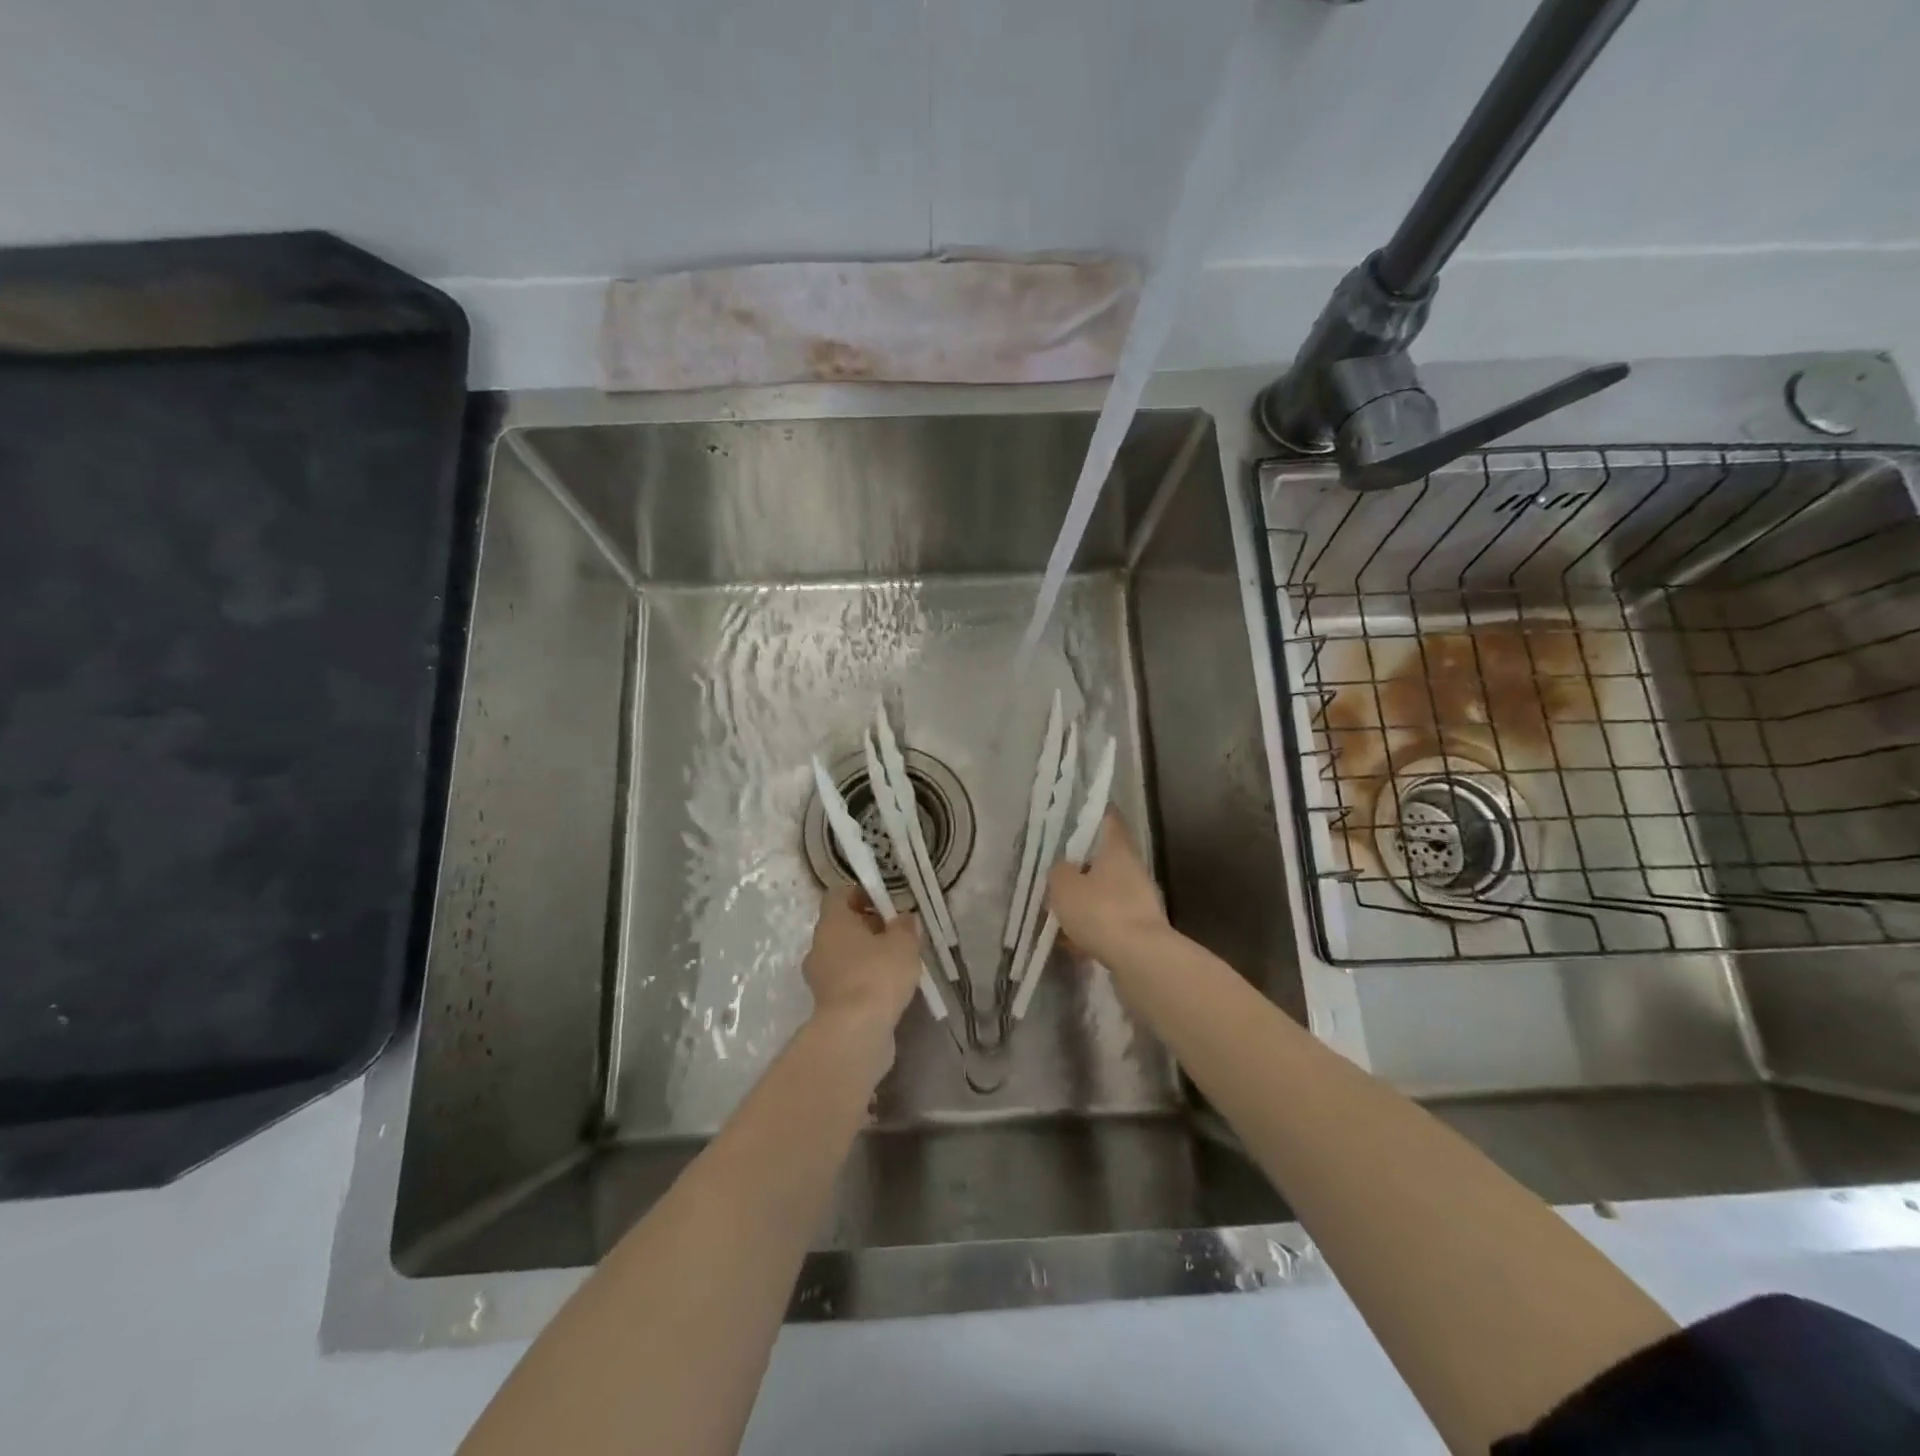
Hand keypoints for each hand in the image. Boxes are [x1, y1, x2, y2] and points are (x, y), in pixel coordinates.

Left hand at [802, 887, 922, 1029]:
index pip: (838, 895)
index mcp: (832, 923)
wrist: (855, 1032)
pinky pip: (845, 982)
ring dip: (865, 956)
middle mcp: (818, 946)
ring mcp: (819, 977)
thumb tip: (905, 918)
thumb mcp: (904, 943)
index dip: (860, 894)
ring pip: (842, 956)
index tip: (884, 903)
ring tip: (896, 964)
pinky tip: (887, 990)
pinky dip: (863, 981)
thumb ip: (906, 926)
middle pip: (840, 927)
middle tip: (895, 934)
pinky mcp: (826, 1005)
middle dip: (867, 927)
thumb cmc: (878, 974)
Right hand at [1046, 811, 1168, 964]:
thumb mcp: (1064, 886)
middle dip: (1082, 868)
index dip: (1095, 813)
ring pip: (1106, 893)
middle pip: (1105, 860)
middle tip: (1058, 876)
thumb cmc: (1100, 911)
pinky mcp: (1141, 929)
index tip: (1081, 812)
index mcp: (1117, 850)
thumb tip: (1063, 868)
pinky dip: (1093, 928)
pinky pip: (1110, 921)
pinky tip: (1073, 944)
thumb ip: (1059, 872)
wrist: (1140, 959)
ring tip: (1060, 916)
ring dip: (1086, 902)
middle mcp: (1133, 870)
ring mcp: (1141, 900)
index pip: (1109, 820)